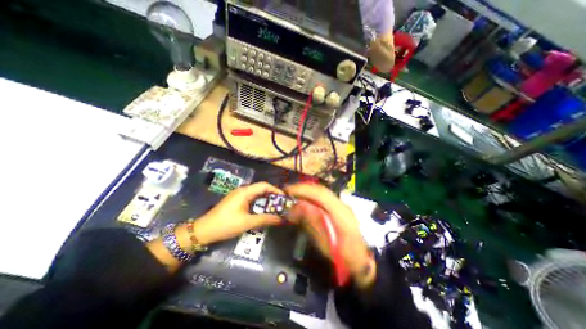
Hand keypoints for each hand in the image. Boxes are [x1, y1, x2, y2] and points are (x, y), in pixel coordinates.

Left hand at [191, 182, 284, 243]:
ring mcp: (239, 196)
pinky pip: (251, 199)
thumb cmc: (226, 224)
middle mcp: (242, 191)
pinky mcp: (236, 201)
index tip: (284, 198)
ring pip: (256, 194)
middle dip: (272, 196)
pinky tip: (262, 211)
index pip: (264, 185)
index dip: (275, 190)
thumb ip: (265, 219)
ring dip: (266, 200)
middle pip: (261, 189)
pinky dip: (259, 203)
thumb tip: (280, 219)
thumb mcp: (247, 223)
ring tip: (274, 208)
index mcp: (245, 192)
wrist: (203, 231)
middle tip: (281, 204)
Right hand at [284, 184, 374, 285]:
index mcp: (341, 214)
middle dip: (303, 189)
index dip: (303, 190)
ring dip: (306, 192)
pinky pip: (322, 198)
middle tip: (287, 192)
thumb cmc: (342, 256)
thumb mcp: (325, 244)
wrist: (360, 261)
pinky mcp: (339, 208)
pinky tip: (303, 202)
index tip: (289, 191)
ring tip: (292, 196)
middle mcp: (342, 205)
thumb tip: (299, 206)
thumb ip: (313, 223)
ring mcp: (342, 206)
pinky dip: (311, 197)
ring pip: (321, 193)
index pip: (321, 194)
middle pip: (321, 190)